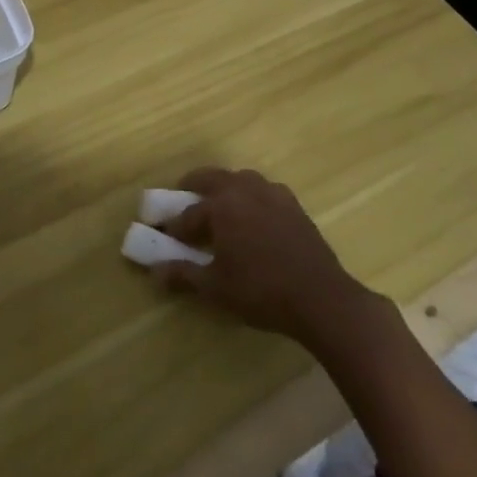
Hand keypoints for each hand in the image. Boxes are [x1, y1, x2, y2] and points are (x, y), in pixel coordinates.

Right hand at [152, 167, 383, 346]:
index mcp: (221, 205)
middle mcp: (244, 189)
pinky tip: (254, 217)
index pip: (188, 213)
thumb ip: (183, 275)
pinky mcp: (293, 205)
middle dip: (193, 187)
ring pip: (240, 179)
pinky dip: (251, 197)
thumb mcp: (216, 288)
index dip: (174, 226)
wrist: (321, 298)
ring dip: (224, 188)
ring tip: (219, 208)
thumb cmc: (261, 291)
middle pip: (211, 178)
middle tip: (183, 202)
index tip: (164, 236)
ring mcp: (272, 194)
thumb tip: (155, 271)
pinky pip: (264, 191)